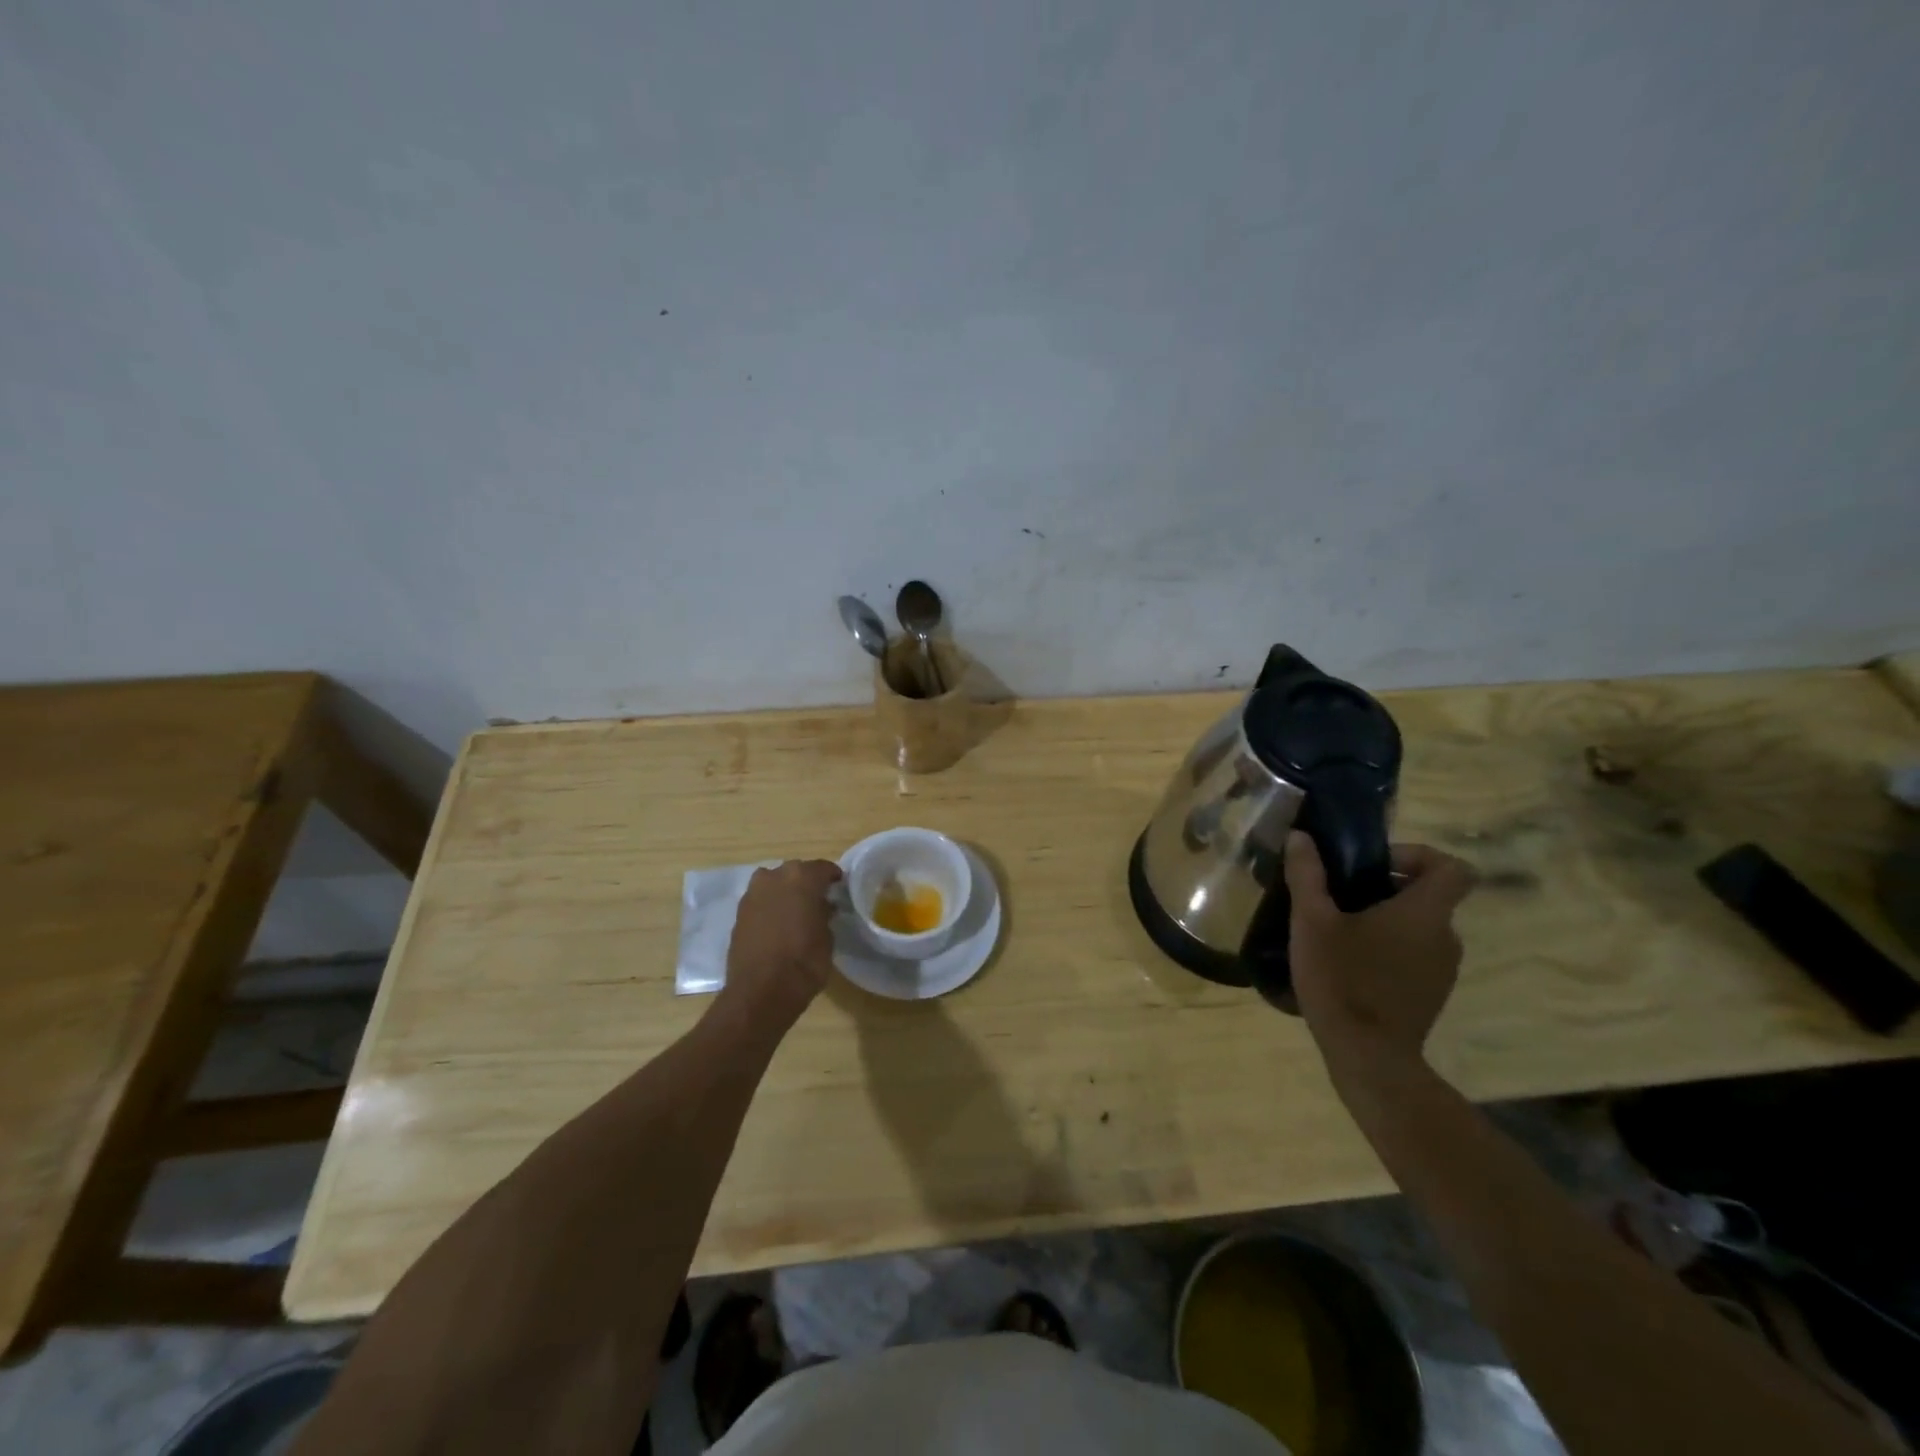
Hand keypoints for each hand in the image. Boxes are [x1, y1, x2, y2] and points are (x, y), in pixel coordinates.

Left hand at [719, 860, 842, 1034]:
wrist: (761, 992)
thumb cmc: (804, 962)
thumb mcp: (827, 937)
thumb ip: (824, 914)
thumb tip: (822, 908)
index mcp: (802, 877)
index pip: (823, 868)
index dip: (833, 878)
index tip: (839, 888)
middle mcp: (775, 877)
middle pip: (795, 872)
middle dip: (806, 883)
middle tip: (818, 900)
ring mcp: (753, 894)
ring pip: (774, 884)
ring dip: (785, 893)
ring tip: (795, 912)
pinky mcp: (738, 913)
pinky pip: (760, 901)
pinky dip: (769, 907)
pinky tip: (777, 924)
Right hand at [1285, 832, 1475, 1076]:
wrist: (1368, 1056)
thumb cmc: (1343, 979)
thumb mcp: (1312, 921)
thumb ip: (1307, 874)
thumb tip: (1300, 836)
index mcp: (1425, 912)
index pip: (1452, 867)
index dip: (1419, 856)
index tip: (1377, 864)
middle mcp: (1446, 937)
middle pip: (1429, 896)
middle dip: (1387, 888)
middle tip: (1341, 896)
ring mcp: (1443, 970)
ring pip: (1420, 928)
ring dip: (1386, 921)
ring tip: (1338, 931)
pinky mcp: (1431, 995)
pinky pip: (1415, 956)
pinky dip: (1389, 950)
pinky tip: (1349, 964)